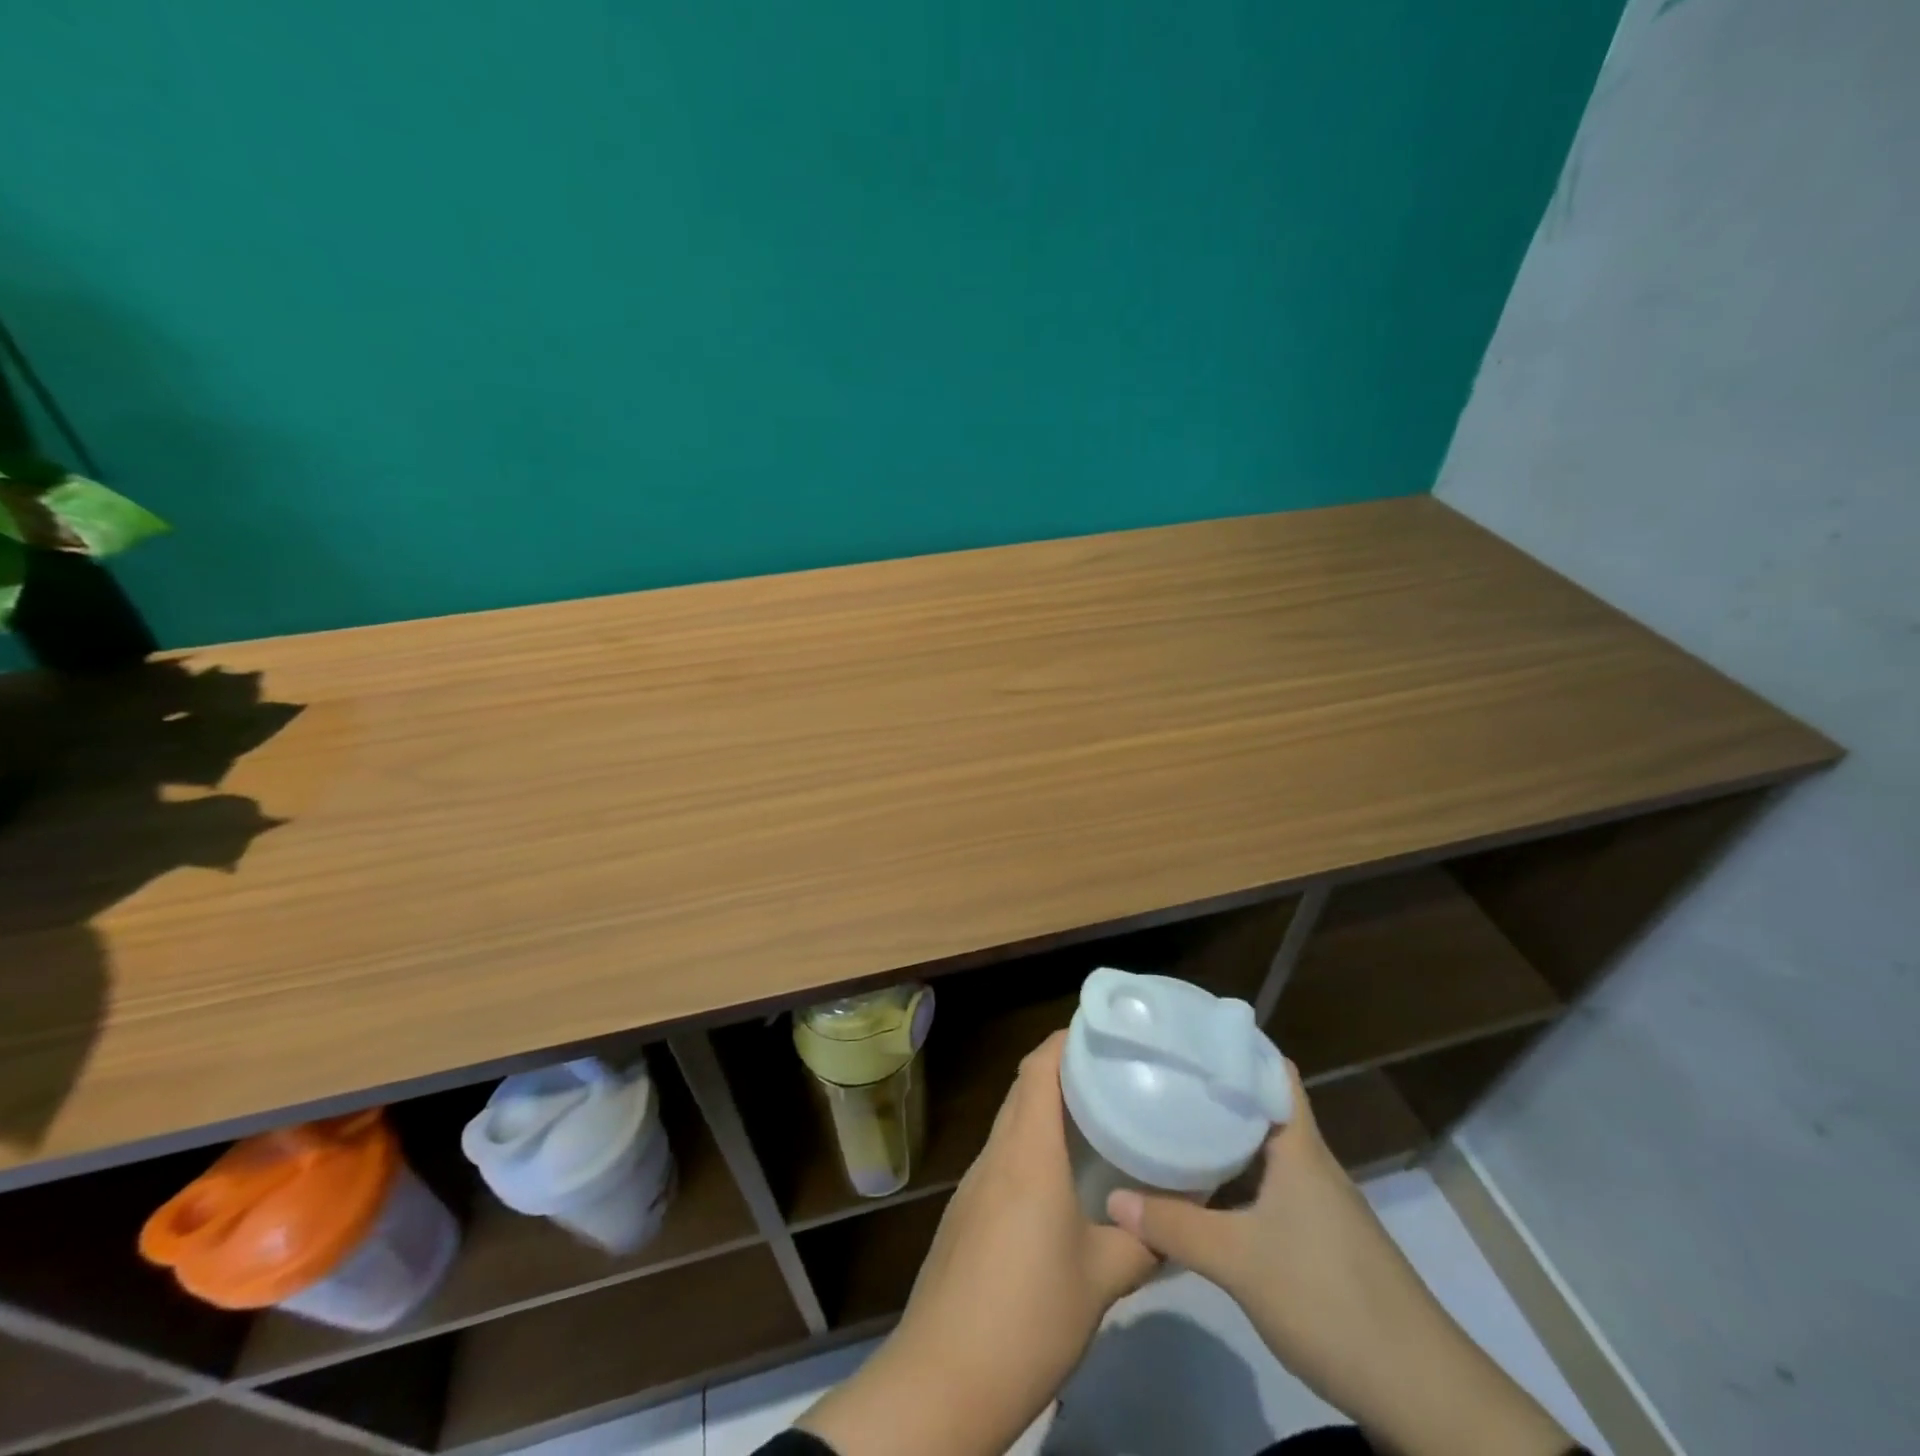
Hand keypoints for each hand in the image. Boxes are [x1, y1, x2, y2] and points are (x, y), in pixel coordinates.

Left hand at [801, 1032, 1155, 1455]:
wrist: (943, 1378)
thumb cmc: (1029, 1316)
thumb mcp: (1101, 1281)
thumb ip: (1142, 1242)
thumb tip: (1176, 1219)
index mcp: (1027, 1152)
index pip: (1038, 1067)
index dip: (1065, 1039)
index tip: (1103, 1032)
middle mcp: (996, 1154)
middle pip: (1023, 1088)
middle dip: (1062, 1069)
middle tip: (1112, 1074)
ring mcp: (974, 1183)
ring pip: (1011, 1122)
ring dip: (1045, 1109)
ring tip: (1094, 1119)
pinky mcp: (965, 1212)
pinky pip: (1002, 1156)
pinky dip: (1030, 1145)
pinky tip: (1058, 1178)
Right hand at [1108, 1063, 1572, 1455]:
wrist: (1422, 1394)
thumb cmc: (1329, 1298)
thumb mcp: (1238, 1261)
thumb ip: (1173, 1226)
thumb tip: (1112, 1198)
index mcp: (1300, 1147)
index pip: (1272, 1071)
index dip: (1235, 1046)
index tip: (1187, 1033)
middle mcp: (1311, 1164)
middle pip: (1261, 1108)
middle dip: (1215, 1090)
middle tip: (1161, 1075)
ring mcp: (1319, 1205)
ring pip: (1263, 1152)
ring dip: (1223, 1138)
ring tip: (1169, 1122)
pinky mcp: (1321, 1241)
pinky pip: (1268, 1188)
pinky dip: (1235, 1179)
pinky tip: (1203, 1192)